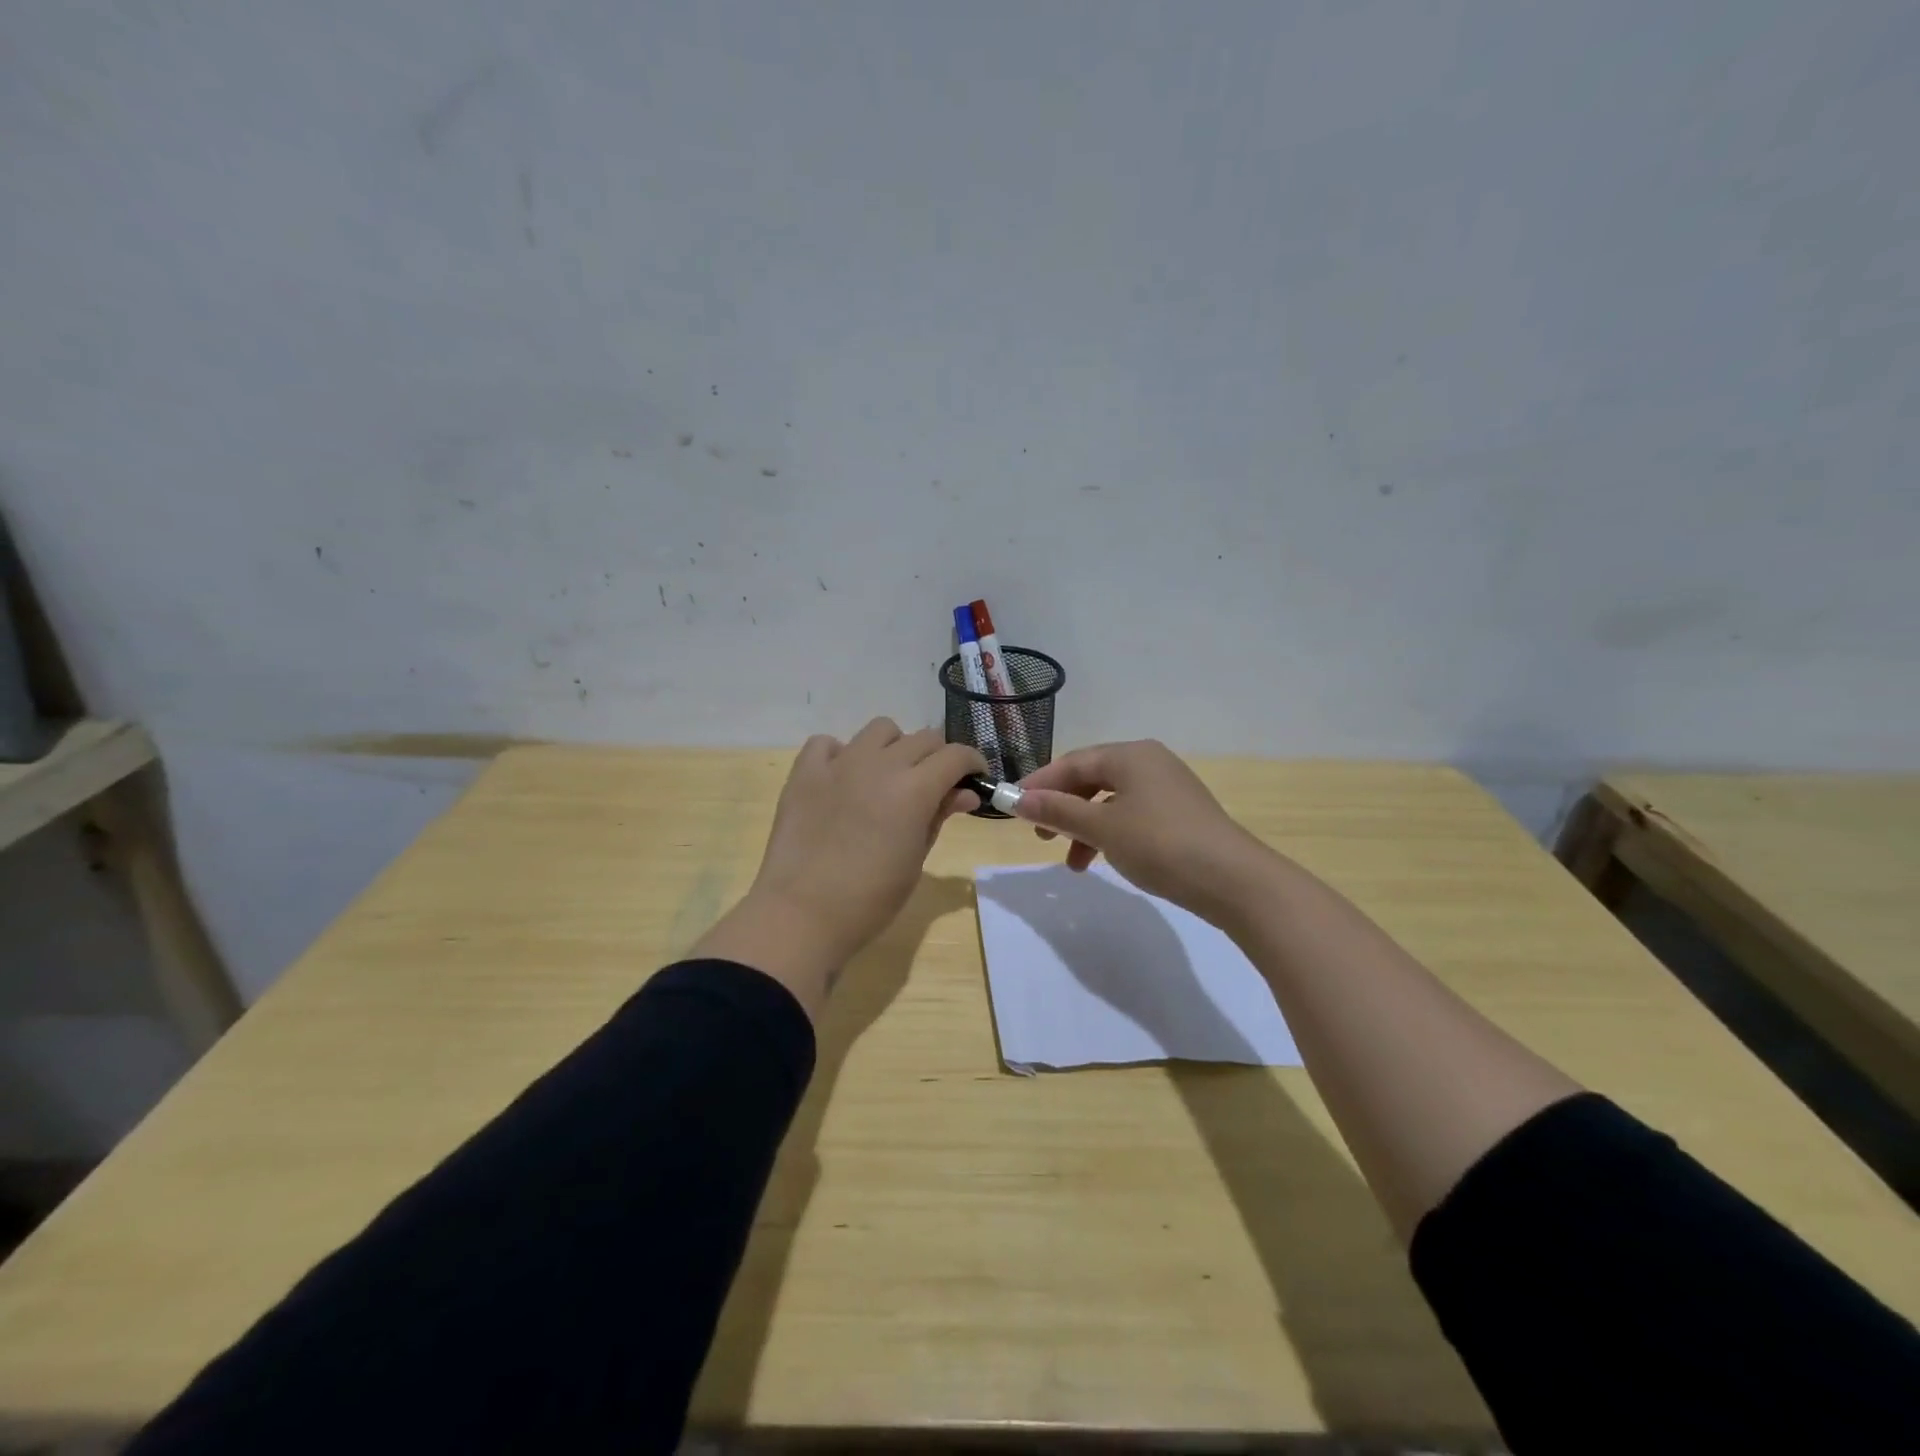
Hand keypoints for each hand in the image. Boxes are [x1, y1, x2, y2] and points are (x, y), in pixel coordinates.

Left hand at [693, 720, 985, 1016]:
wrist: (802, 914)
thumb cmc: (871, 899)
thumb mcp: (916, 859)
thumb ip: (939, 816)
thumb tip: (965, 793)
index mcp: (914, 789)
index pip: (956, 755)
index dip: (972, 763)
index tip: (974, 778)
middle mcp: (880, 764)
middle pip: (923, 738)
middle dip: (938, 757)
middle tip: (934, 785)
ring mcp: (839, 763)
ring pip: (880, 729)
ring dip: (894, 747)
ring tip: (888, 777)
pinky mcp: (805, 771)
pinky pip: (828, 743)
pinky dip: (841, 753)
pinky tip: (843, 779)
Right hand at [1013, 740, 1277, 926]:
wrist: (1233, 880)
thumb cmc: (1160, 845)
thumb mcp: (1102, 828)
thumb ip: (1058, 811)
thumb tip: (1016, 799)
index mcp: (1129, 755)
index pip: (1072, 762)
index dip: (1039, 784)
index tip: (1012, 809)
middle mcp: (1148, 762)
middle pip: (1091, 778)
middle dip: (1062, 807)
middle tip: (1041, 836)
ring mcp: (1167, 787)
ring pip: (1110, 800)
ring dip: (1084, 827)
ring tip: (1072, 862)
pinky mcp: (1179, 813)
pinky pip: (1131, 814)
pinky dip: (1110, 833)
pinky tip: (1104, 859)